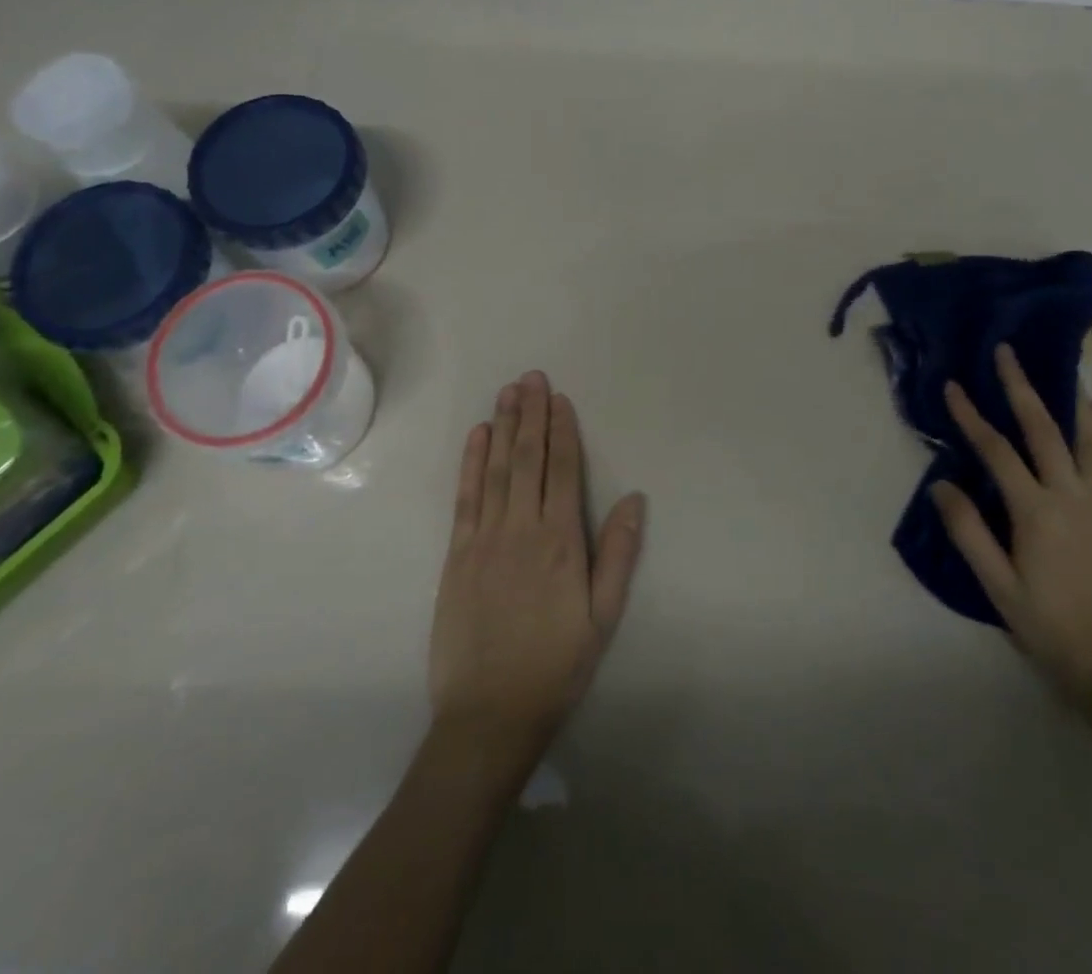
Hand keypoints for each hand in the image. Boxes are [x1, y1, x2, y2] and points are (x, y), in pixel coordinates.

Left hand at [429, 371, 645, 765]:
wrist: (489, 714)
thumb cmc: (556, 665)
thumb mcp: (603, 617)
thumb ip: (618, 554)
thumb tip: (635, 498)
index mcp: (561, 542)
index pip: (562, 470)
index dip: (562, 430)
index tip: (560, 399)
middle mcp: (522, 528)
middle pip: (528, 458)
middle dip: (531, 414)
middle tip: (532, 377)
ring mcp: (485, 538)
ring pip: (497, 468)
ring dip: (503, 426)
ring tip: (508, 391)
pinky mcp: (457, 553)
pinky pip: (466, 496)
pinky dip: (472, 462)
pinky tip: (477, 435)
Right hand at [932, 345, 1091, 717]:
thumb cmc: (1052, 628)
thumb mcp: (998, 586)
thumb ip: (969, 532)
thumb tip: (941, 484)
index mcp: (1036, 512)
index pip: (996, 450)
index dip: (971, 416)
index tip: (954, 386)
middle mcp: (1073, 496)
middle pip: (1044, 429)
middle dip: (1021, 387)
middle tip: (1007, 352)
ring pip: (1090, 437)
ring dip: (1072, 400)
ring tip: (1064, 370)